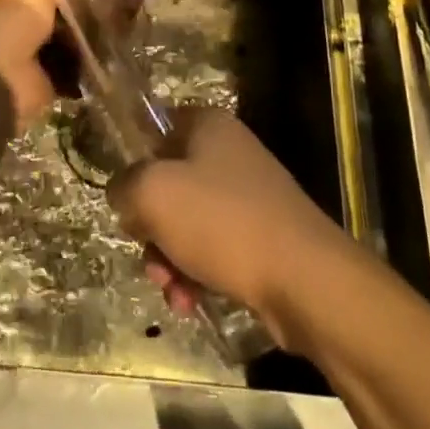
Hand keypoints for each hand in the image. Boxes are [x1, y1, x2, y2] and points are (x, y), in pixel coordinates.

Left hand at [0, 0, 149, 126]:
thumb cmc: (9, 22)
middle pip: (46, 9)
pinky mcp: (42, 79)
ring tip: (116, 18)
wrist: (2, 80)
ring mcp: (23, 53)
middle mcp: (5, 23)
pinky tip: (111, 46)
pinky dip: (86, 60)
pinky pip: (70, 65)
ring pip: (60, 37)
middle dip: (72, 6)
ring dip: (81, 33)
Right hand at [108, 106, 348, 347]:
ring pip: (188, 224)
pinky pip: (214, 251)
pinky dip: (196, 275)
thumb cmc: (222, 222)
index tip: (126, 197)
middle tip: (148, 254)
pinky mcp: (263, 238)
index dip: (135, 162)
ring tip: (172, 291)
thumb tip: (124, 195)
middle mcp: (230, 154)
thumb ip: (124, 185)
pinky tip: (191, 302)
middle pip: (168, 184)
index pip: (156, 128)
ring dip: (169, 259)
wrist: (305, 279)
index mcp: (208, 126)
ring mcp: (250, 197)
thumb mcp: (153, 193)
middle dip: (151, 227)